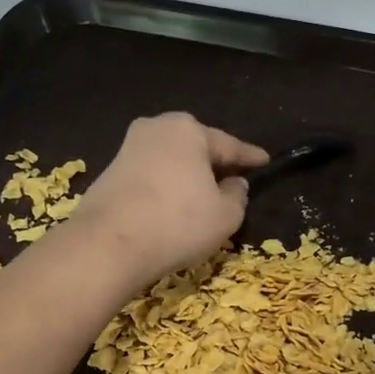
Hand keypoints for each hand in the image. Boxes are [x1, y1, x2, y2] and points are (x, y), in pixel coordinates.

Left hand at [67, 113, 268, 286]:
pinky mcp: (109, 173)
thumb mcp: (225, 216)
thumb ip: (238, 196)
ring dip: (186, 177)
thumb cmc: (177, 223)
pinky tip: (170, 208)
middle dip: (213, 163)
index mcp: (189, 130)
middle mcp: (156, 129)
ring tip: (201, 198)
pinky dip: (164, 189)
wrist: (108, 244)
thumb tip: (234, 184)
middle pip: (196, 148)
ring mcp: (128, 149)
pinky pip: (150, 178)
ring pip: (170, 162)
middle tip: (232, 180)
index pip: (229, 145)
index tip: (265, 161)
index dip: (251, 157)